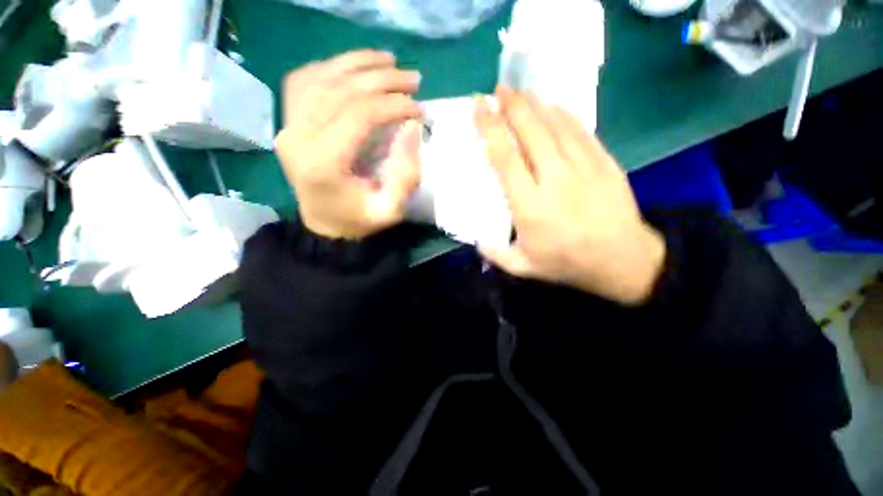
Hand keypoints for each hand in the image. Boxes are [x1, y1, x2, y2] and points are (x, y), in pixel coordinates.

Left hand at [275, 50, 423, 238]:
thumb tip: (412, 128)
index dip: (393, 104)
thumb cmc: (358, 220)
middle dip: (382, 79)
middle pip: (341, 90)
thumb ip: (405, 177)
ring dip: (358, 63)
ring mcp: (287, 126)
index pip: (359, 115)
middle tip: (413, 80)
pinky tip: (353, 68)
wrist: (324, 224)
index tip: (419, 108)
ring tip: (389, 62)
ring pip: (321, 77)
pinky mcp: (286, 122)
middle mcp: (298, 137)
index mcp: (323, 163)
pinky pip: (302, 81)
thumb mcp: (389, 211)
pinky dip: (330, 67)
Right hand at [474, 87, 665, 304]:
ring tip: (519, 91)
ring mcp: (582, 167)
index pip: (505, 158)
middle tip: (497, 90)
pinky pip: (581, 131)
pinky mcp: (603, 162)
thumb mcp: (524, 267)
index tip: (478, 109)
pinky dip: (564, 115)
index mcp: (530, 205)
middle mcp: (554, 179)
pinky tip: (553, 105)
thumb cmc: (567, 262)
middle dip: (512, 107)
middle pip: (530, 133)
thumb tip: (476, 241)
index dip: (490, 129)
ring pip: (555, 126)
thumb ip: (495, 254)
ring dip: (535, 105)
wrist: (621, 259)